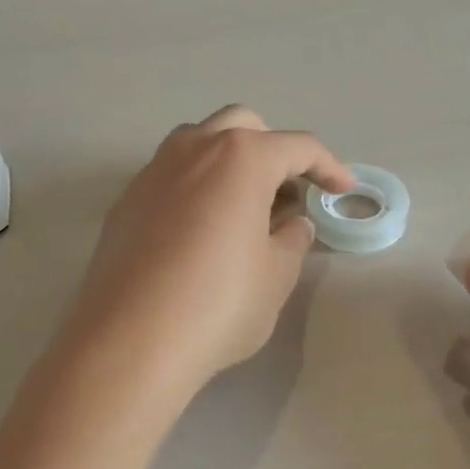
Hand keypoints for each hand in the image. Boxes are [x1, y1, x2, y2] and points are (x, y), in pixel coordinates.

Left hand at [63, 106, 353, 397]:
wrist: (129, 342)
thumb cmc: (219, 303)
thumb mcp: (276, 276)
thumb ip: (292, 240)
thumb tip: (292, 223)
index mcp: (240, 158)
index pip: (297, 147)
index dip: (328, 167)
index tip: (344, 189)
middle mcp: (193, 150)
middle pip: (243, 127)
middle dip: (273, 150)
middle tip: (288, 193)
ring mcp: (152, 173)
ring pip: (199, 144)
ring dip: (229, 163)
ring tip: (244, 209)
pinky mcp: (125, 203)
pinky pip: (170, 178)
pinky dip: (196, 188)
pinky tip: (201, 232)